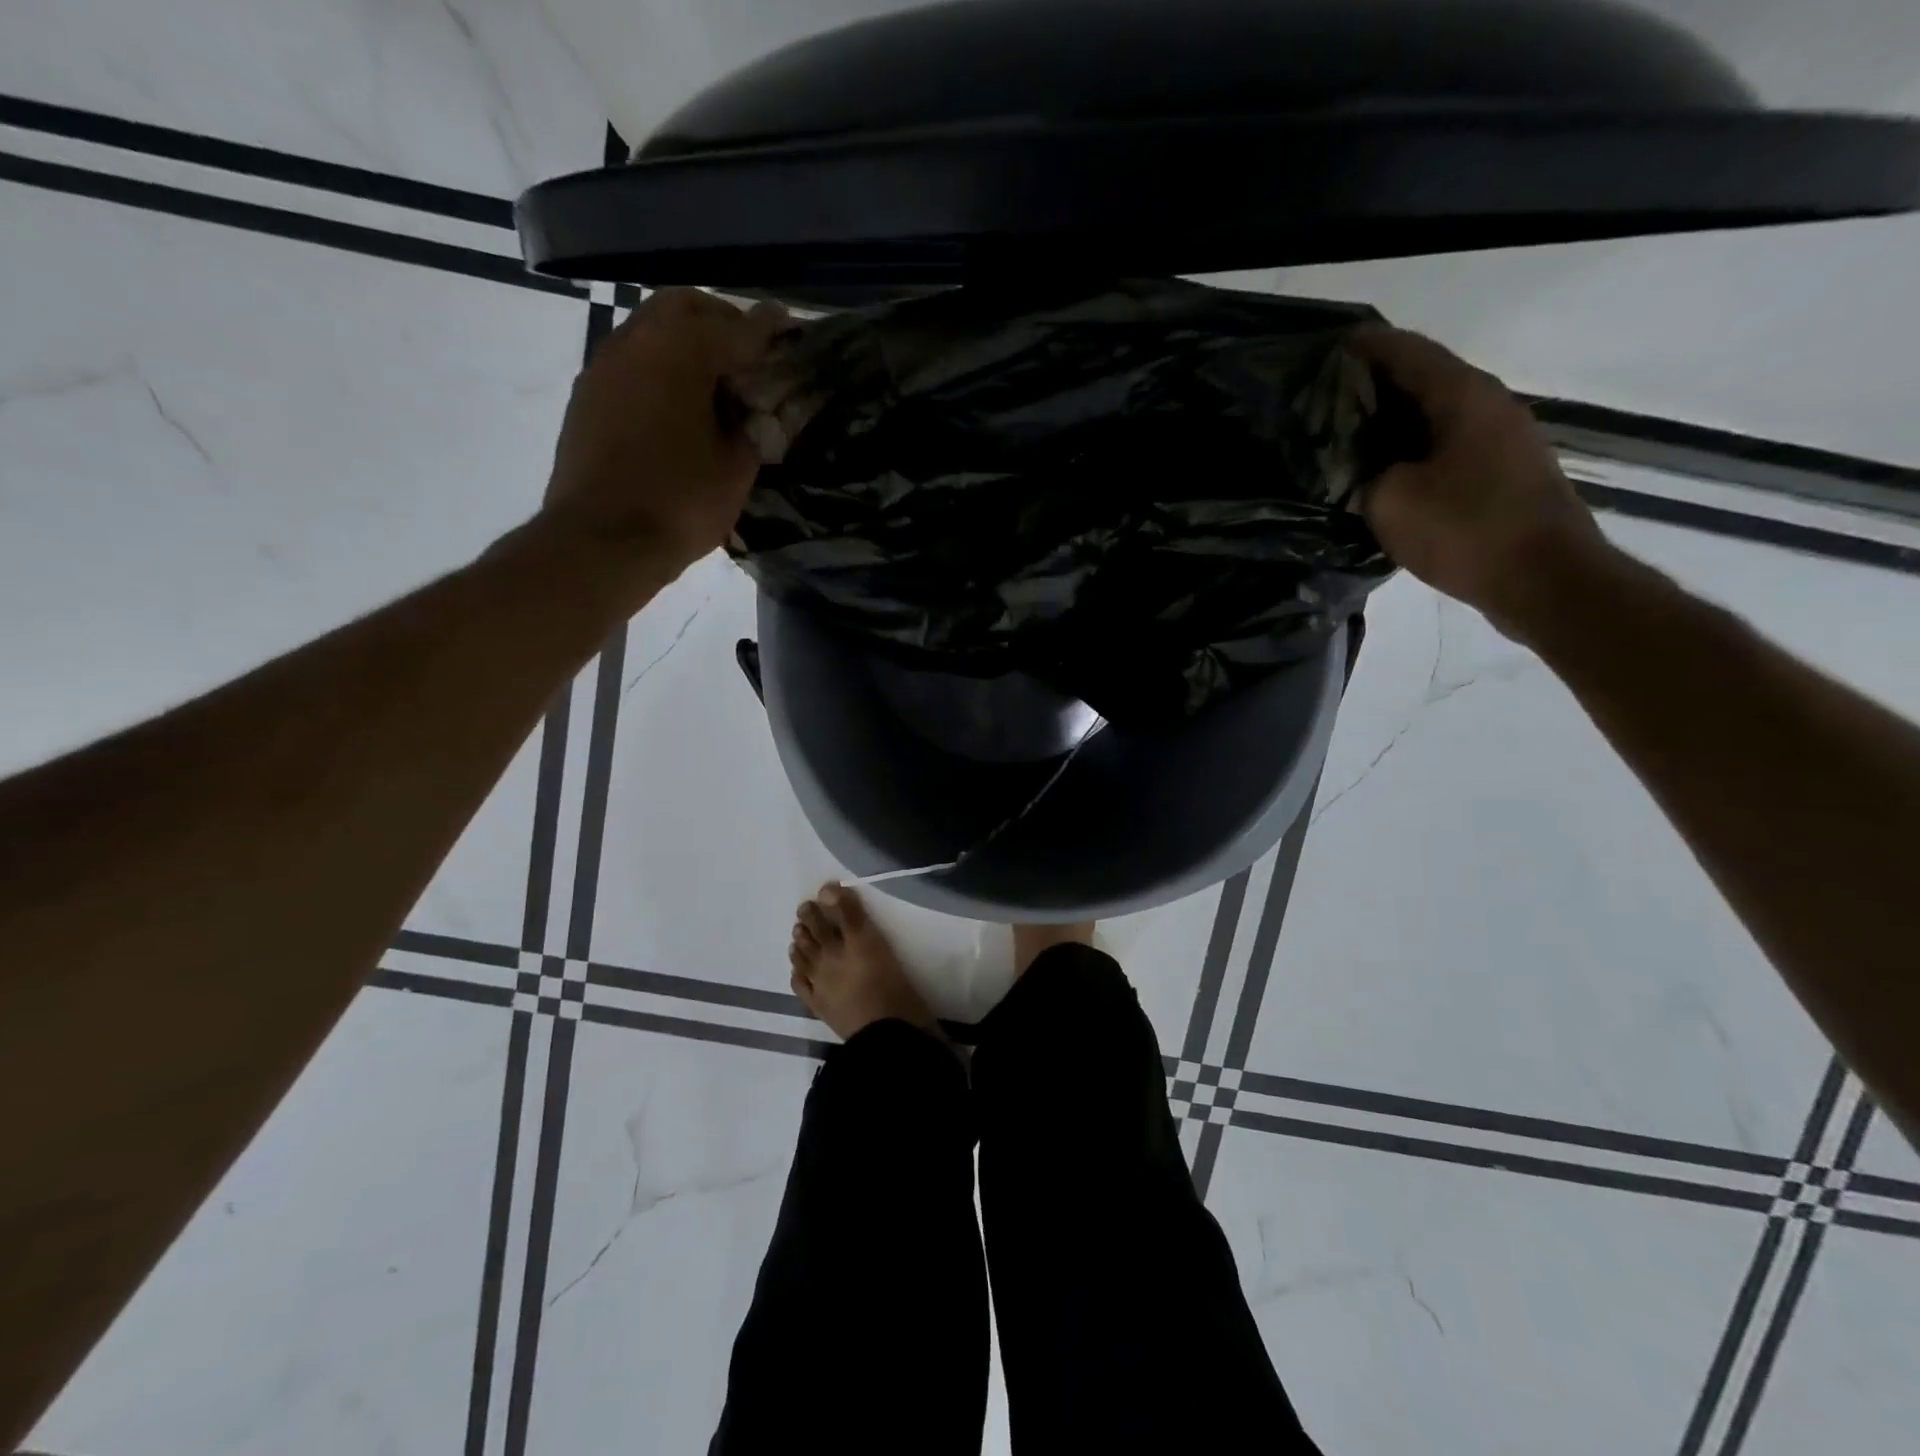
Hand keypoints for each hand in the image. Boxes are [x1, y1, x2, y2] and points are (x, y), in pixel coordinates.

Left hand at [542, 286, 787, 585]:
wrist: (601, 541)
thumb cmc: (679, 503)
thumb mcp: (736, 470)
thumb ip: (751, 429)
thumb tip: (752, 412)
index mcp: (681, 353)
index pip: (737, 328)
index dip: (768, 328)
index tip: (788, 325)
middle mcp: (637, 342)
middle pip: (684, 307)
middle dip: (721, 320)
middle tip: (749, 350)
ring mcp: (605, 366)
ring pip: (651, 329)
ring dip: (686, 342)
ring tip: (715, 380)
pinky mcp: (587, 395)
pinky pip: (632, 360)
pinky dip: (660, 366)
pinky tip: (678, 403)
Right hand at [1348, 325, 1612, 639]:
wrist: (1545, 579)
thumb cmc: (1466, 529)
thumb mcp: (1390, 501)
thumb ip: (1361, 474)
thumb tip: (1353, 467)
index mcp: (1462, 395)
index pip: (1406, 351)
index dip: (1364, 346)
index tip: (1324, 350)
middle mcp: (1487, 405)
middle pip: (1422, 379)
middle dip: (1373, 385)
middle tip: (1323, 399)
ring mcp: (1501, 439)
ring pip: (1434, 415)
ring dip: (1392, 421)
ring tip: (1345, 436)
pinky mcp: (1502, 473)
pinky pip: (1445, 446)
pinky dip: (1410, 449)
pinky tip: (1382, 472)